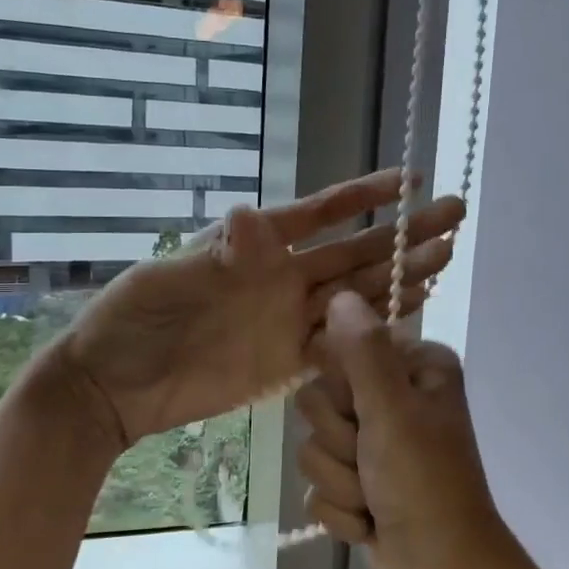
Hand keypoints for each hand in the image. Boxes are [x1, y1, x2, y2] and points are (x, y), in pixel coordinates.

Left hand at [53, 171, 463, 444]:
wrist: (113, 387)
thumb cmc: (133, 320)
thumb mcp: (167, 280)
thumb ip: (218, 254)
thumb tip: (253, 214)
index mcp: (257, 247)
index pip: (323, 213)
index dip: (367, 195)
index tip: (412, 180)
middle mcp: (284, 279)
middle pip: (356, 252)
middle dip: (405, 234)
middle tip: (454, 216)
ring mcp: (290, 320)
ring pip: (359, 294)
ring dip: (401, 276)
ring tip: (445, 258)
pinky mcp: (289, 362)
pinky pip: (342, 342)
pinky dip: (375, 329)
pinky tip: (408, 313)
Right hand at [293, 291, 521, 568]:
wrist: (442, 568)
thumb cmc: (424, 482)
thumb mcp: (393, 411)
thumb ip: (363, 352)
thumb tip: (340, 295)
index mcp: (413, 370)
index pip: (343, 350)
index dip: (343, 387)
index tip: (362, 412)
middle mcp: (394, 398)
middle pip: (319, 401)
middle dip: (341, 442)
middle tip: (373, 460)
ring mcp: (374, 443)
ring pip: (314, 447)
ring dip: (341, 480)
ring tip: (375, 496)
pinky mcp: (358, 483)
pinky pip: (318, 486)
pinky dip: (342, 509)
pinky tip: (370, 520)